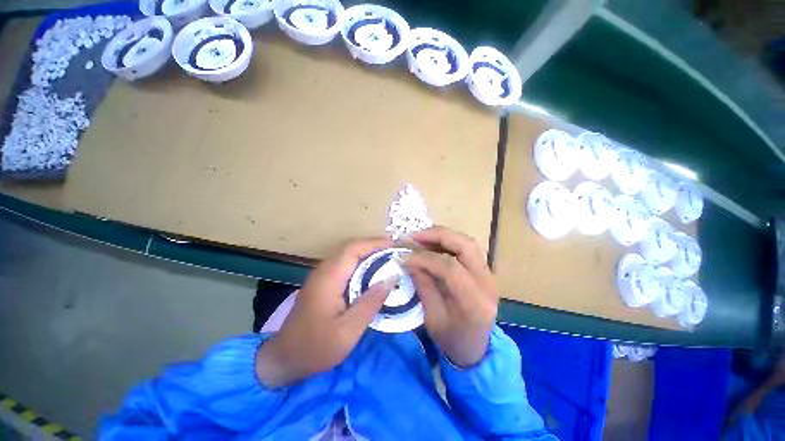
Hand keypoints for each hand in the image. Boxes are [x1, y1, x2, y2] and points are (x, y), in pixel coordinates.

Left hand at [256, 238, 395, 387]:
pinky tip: (371, 273)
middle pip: (350, 248)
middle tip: (394, 252)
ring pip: (347, 255)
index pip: (353, 249)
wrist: (284, 358)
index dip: (374, 244)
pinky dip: (360, 263)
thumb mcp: (348, 332)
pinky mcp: (322, 282)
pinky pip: (344, 264)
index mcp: (329, 278)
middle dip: (373, 246)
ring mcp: (321, 275)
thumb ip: (370, 303)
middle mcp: (323, 271)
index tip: (394, 245)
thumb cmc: (316, 348)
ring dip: (367, 253)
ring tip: (387, 259)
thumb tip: (391, 278)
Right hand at [403, 226, 497, 367]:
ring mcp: (488, 274)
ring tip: (420, 238)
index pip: (450, 267)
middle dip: (437, 235)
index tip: (404, 257)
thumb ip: (423, 285)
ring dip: (442, 235)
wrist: (477, 348)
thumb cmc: (453, 339)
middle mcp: (487, 282)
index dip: (424, 258)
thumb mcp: (432, 318)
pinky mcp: (484, 270)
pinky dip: (447, 241)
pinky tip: (431, 244)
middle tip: (413, 236)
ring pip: (466, 242)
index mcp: (475, 302)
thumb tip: (409, 259)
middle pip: (465, 245)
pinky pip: (465, 248)